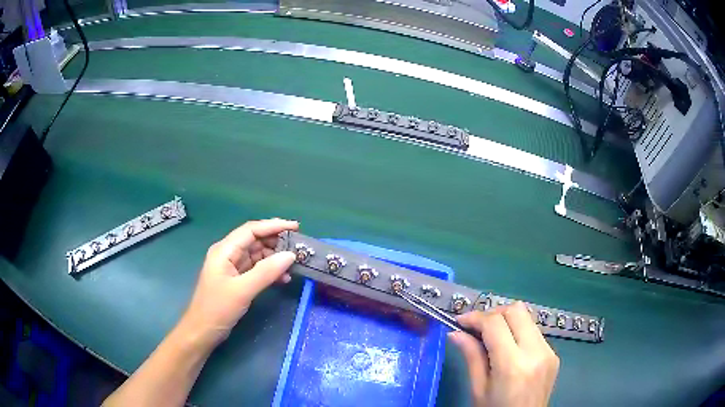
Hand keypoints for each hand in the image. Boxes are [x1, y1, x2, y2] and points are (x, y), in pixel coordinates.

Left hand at [179, 219, 298, 346]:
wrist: (202, 331)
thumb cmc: (217, 308)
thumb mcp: (242, 290)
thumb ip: (266, 272)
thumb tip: (291, 255)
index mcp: (224, 250)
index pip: (251, 230)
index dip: (273, 225)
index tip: (296, 227)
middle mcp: (228, 254)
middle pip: (255, 240)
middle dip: (276, 241)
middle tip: (299, 247)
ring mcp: (232, 267)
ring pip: (257, 255)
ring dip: (275, 258)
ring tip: (295, 264)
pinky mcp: (237, 280)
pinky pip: (256, 269)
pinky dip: (270, 271)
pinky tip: (283, 278)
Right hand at [449, 302, 559, 406]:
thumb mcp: (478, 389)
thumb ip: (471, 357)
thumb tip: (456, 333)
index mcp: (513, 365)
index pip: (495, 323)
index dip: (475, 317)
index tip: (460, 321)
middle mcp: (536, 352)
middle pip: (516, 310)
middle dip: (493, 313)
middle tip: (476, 327)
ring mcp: (549, 351)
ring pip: (527, 318)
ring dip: (507, 321)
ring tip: (491, 336)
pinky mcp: (554, 354)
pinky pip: (534, 332)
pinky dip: (518, 332)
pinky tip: (508, 348)